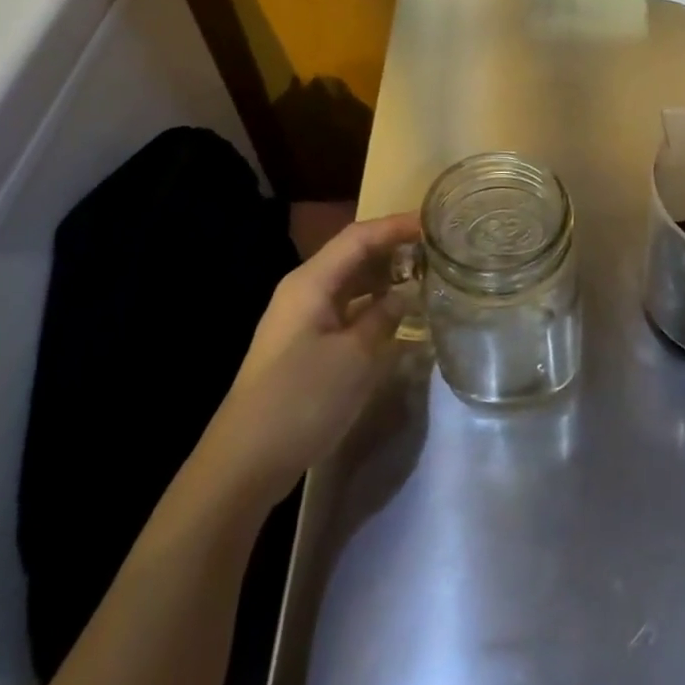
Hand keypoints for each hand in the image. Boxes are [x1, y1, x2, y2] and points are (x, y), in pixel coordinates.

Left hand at [205, 212, 421, 505]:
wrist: (246, 461)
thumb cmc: (302, 398)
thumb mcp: (356, 356)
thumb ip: (385, 316)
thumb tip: (404, 294)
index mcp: (311, 282)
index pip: (360, 236)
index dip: (397, 226)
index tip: (435, 223)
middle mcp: (305, 290)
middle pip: (354, 255)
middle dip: (394, 248)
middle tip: (438, 250)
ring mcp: (302, 318)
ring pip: (351, 283)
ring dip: (385, 277)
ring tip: (426, 277)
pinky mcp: (305, 345)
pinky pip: (346, 309)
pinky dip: (373, 305)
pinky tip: (398, 315)